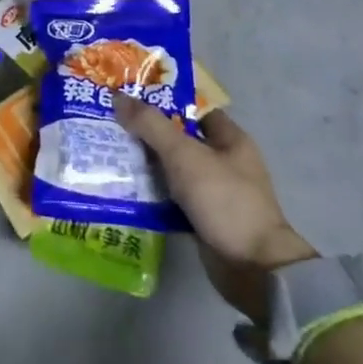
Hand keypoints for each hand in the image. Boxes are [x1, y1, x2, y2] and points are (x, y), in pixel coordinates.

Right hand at [115, 99, 316, 321]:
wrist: (253, 267)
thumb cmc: (224, 200)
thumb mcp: (184, 155)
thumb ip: (151, 125)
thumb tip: (118, 97)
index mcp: (230, 139)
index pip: (193, 109)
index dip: (163, 100)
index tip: (129, 96)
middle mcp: (224, 162)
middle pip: (179, 138)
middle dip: (147, 132)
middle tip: (111, 123)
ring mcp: (214, 192)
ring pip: (173, 169)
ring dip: (146, 164)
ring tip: (109, 153)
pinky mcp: (203, 218)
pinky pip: (172, 198)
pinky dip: (152, 194)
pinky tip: (124, 189)